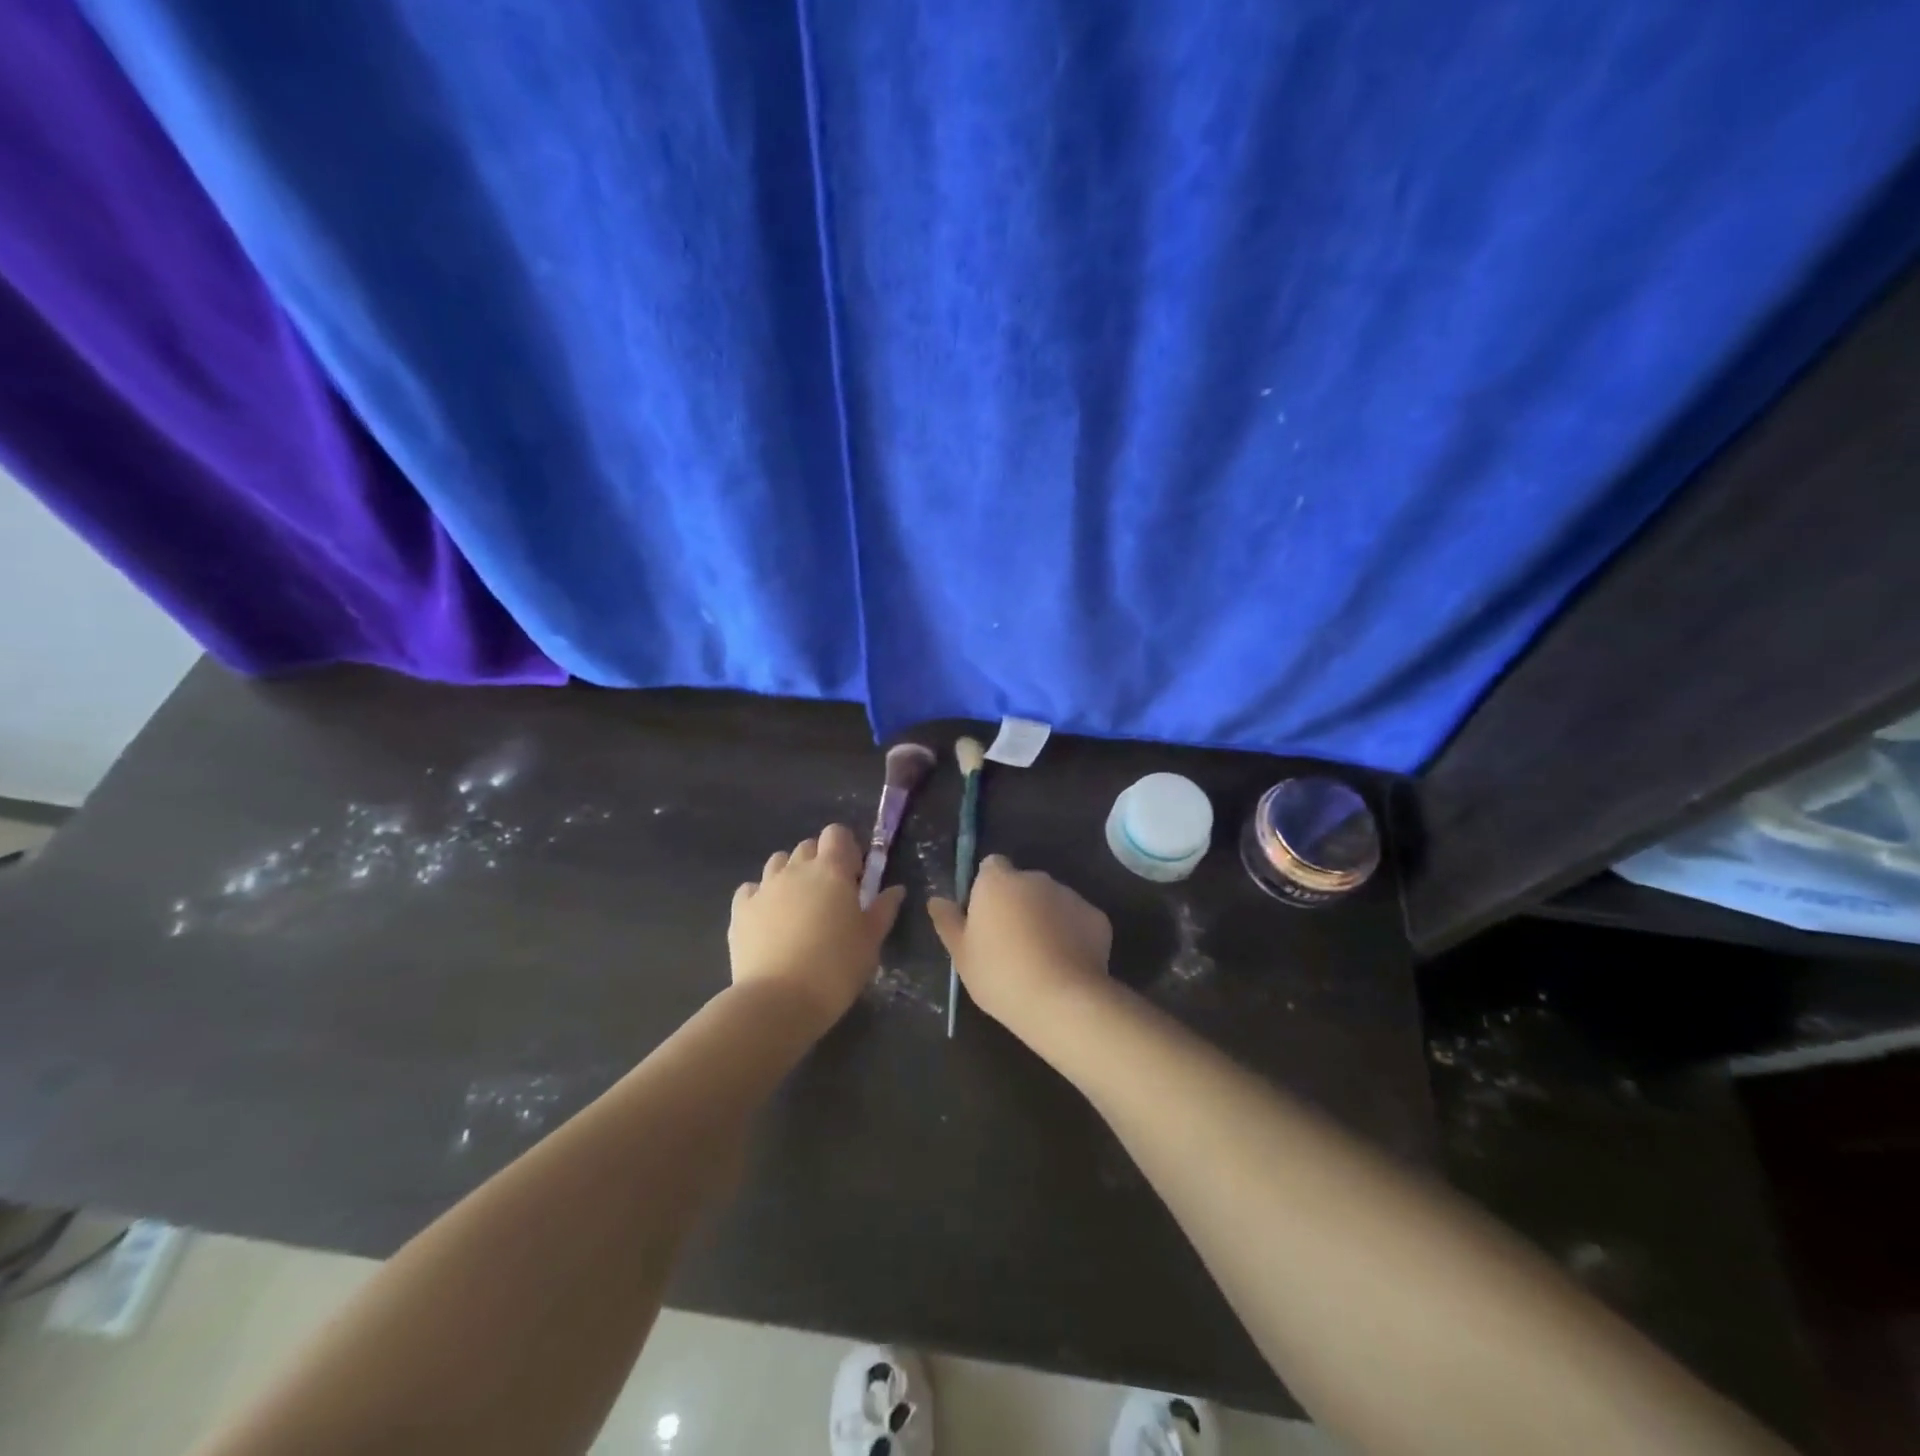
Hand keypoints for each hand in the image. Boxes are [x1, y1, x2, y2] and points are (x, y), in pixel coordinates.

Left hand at [729, 824, 905, 1027]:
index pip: (836, 833)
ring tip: (799, 906)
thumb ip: (883, 909)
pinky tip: (769, 918)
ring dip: (791, 874)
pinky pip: (751, 889)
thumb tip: (895, 889)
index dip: (846, 848)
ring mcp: (764, 887)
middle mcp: (795, 869)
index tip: (854, 876)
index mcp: (831, 870)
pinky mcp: (740, 910)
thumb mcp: (870, 941)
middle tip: (830, 895)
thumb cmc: (836, 968)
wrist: (778, 1001)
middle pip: (808, 846)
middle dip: (820, 861)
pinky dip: (761, 896)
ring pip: (778, 862)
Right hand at [927, 855, 1112, 1029]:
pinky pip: (1078, 920)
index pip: (991, 866)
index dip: (988, 889)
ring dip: (1046, 918)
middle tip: (1011, 943)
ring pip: (1052, 901)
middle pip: (1023, 884)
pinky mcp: (1096, 916)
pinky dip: (1073, 934)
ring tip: (1041, 958)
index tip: (986, 917)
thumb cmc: (999, 974)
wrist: (1061, 1000)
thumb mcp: (961, 954)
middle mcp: (1035, 879)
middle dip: (1019, 904)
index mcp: (998, 882)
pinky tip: (1067, 964)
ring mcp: (1069, 895)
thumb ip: (948, 921)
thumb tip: (936, 900)